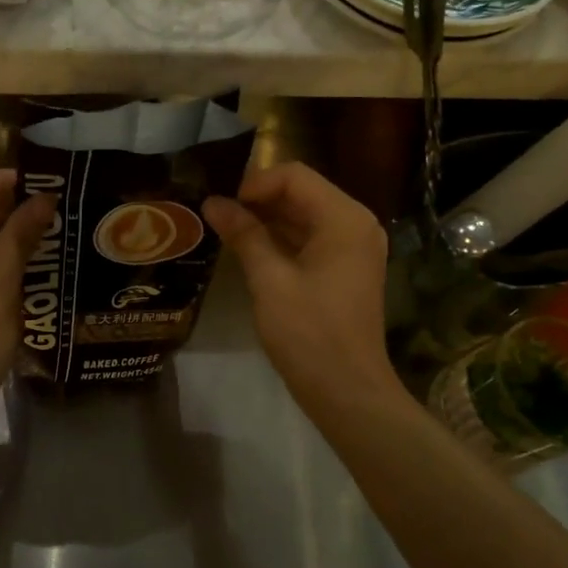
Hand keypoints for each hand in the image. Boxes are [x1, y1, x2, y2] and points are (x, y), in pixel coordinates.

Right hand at [204, 162, 401, 416]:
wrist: (347, 391)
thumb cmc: (309, 333)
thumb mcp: (270, 280)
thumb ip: (243, 234)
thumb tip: (212, 202)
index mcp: (344, 219)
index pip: (294, 176)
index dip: (253, 184)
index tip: (220, 205)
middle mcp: (355, 224)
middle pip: (301, 193)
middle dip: (257, 200)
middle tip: (216, 215)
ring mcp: (353, 247)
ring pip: (303, 216)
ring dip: (266, 219)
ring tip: (224, 230)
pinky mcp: (345, 268)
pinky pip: (310, 239)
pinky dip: (280, 239)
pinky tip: (247, 250)